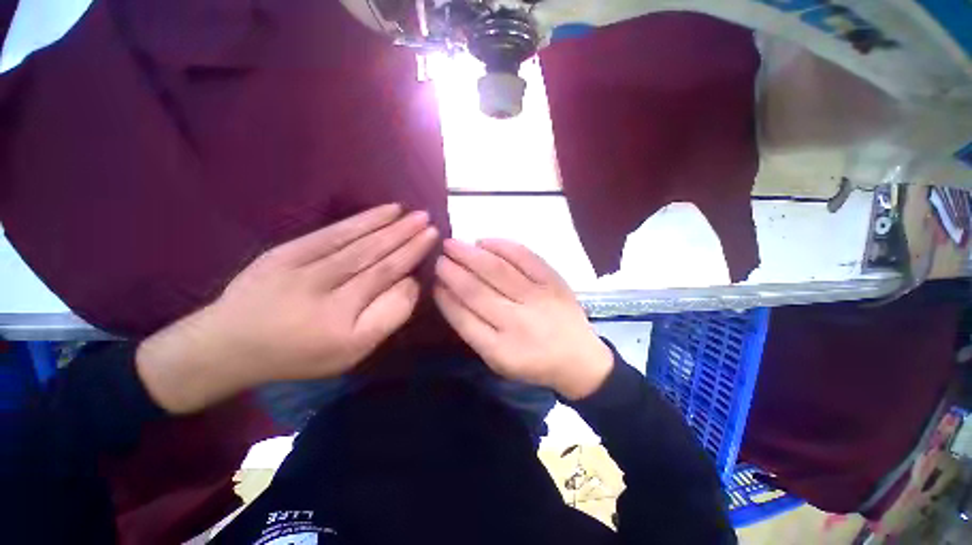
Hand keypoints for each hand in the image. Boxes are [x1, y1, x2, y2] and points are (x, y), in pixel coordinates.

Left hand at [137, 204, 437, 412]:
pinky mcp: (287, 251)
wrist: (229, 345)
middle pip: (376, 256)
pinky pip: (333, 232)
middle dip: (406, 236)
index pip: (388, 280)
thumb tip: (410, 283)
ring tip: (412, 213)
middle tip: (428, 220)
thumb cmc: (300, 354)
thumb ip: (387, 317)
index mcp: (343, 321)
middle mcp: (325, 290)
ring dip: (389, 225)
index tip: (431, 240)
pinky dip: (361, 220)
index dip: (411, 257)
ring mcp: (302, 267)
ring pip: (357, 241)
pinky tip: (382, 211)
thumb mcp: (352, 352)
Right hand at [433, 239, 612, 399]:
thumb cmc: (533, 362)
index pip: (462, 318)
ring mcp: (537, 298)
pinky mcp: (553, 281)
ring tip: (452, 244)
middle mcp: (517, 322)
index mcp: (500, 350)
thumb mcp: (498, 360)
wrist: (579, 358)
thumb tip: (448, 293)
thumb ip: (472, 329)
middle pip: (476, 290)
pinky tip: (484, 241)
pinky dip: (502, 246)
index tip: (433, 280)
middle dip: (452, 270)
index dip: (444, 296)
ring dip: (470, 254)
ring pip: (497, 270)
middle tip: (438, 256)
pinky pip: (525, 257)